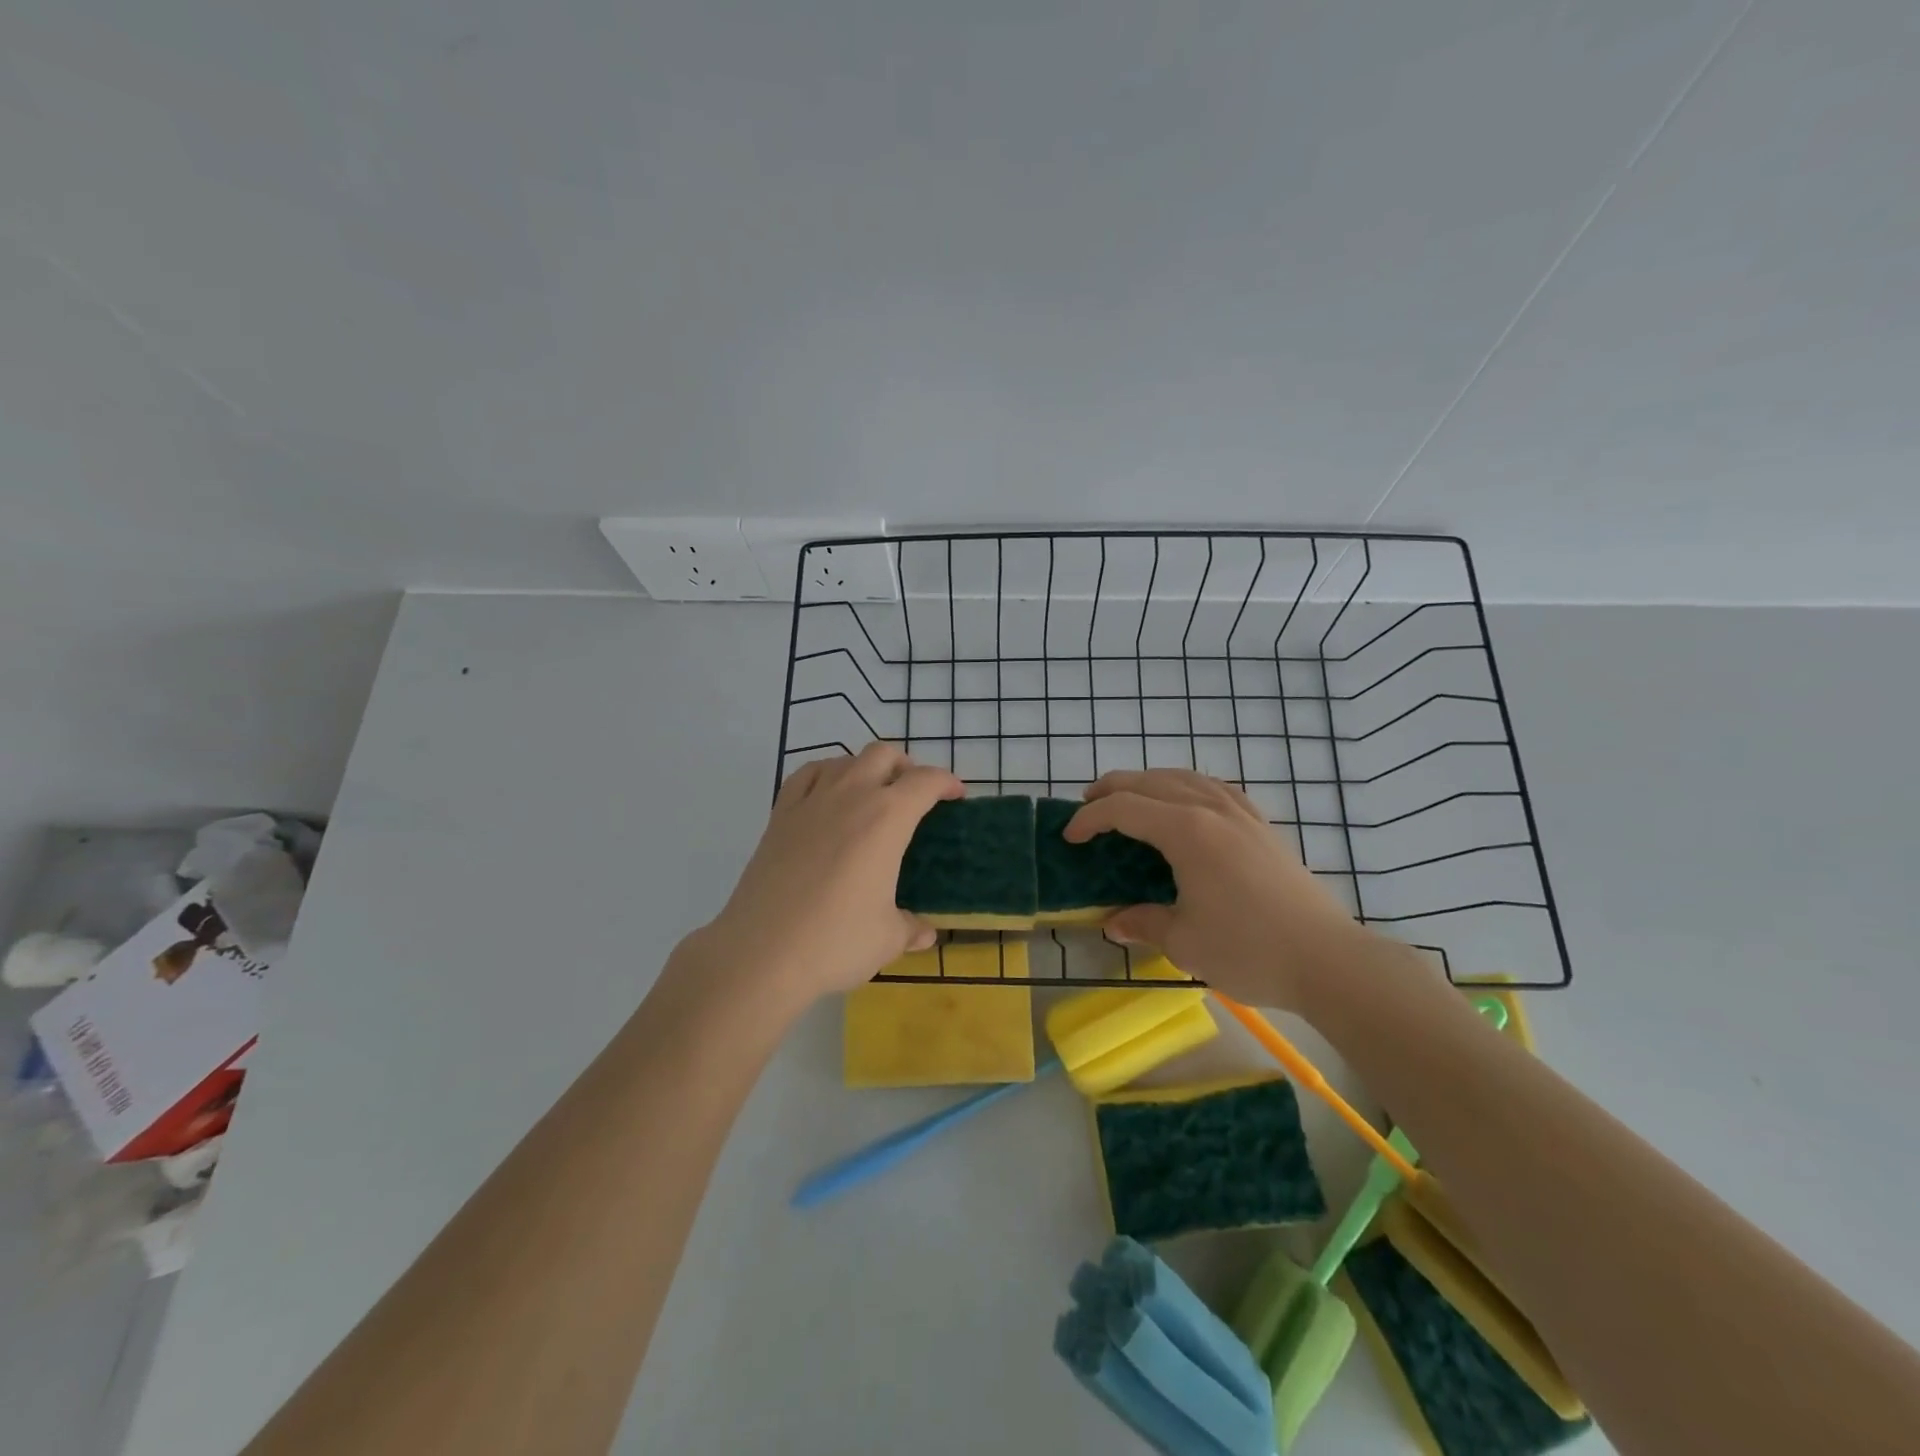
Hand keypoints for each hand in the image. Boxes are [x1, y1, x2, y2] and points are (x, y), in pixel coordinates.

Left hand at [683, 744, 963, 1006]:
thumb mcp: (887, 939)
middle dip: (906, 767)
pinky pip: (805, 775)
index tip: (956, 796)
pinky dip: (825, 775)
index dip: (947, 782)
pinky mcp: (779, 816)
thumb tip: (924, 932)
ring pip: (844, 760)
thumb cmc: (835, 942)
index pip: (926, 781)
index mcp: (887, 818)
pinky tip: (827, 795)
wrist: (761, 953)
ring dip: (866, 769)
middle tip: (913, 796)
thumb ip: (911, 928)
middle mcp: (851, 796)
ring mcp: (810, 801)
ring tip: (872, 796)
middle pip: (884, 754)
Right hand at [1065, 768, 1366, 1008]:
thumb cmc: (1250, 949)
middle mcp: (1211, 809)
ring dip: (1149, 781)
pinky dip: (1187, 786)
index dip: (1090, 819)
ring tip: (1130, 797)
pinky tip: (1186, 802)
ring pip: (1185, 777)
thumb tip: (1114, 923)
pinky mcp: (1262, 826)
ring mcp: (1241, 813)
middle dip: (1112, 789)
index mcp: (1187, 831)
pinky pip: (1216, 788)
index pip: (1125, 809)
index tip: (1069, 837)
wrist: (1328, 959)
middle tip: (1087, 806)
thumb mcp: (1184, 942)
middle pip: (1151, 781)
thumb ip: (1143, 923)